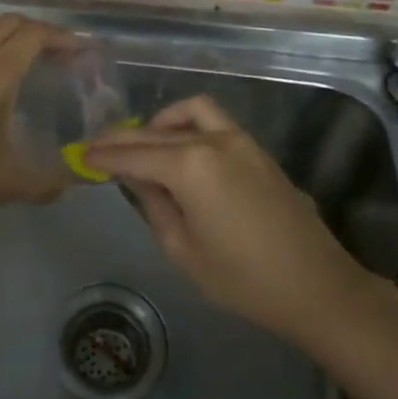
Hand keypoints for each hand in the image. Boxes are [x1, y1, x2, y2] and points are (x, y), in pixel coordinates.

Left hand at [0, 14, 72, 227]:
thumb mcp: (8, 184)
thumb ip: (46, 183)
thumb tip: (72, 183)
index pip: (35, 35)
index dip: (62, 37)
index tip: (80, 51)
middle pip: (8, 23)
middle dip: (37, 31)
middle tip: (56, 54)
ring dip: (1, 30)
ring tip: (16, 52)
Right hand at [84, 96, 367, 342]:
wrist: (316, 286)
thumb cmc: (243, 279)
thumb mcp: (183, 250)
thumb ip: (154, 204)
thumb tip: (137, 177)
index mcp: (190, 166)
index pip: (135, 154)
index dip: (105, 155)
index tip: (81, 154)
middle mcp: (213, 140)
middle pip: (157, 132)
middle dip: (124, 138)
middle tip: (98, 147)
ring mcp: (240, 140)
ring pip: (190, 112)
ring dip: (162, 122)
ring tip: (145, 144)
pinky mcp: (257, 149)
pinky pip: (214, 121)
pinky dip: (189, 124)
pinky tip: (181, 149)